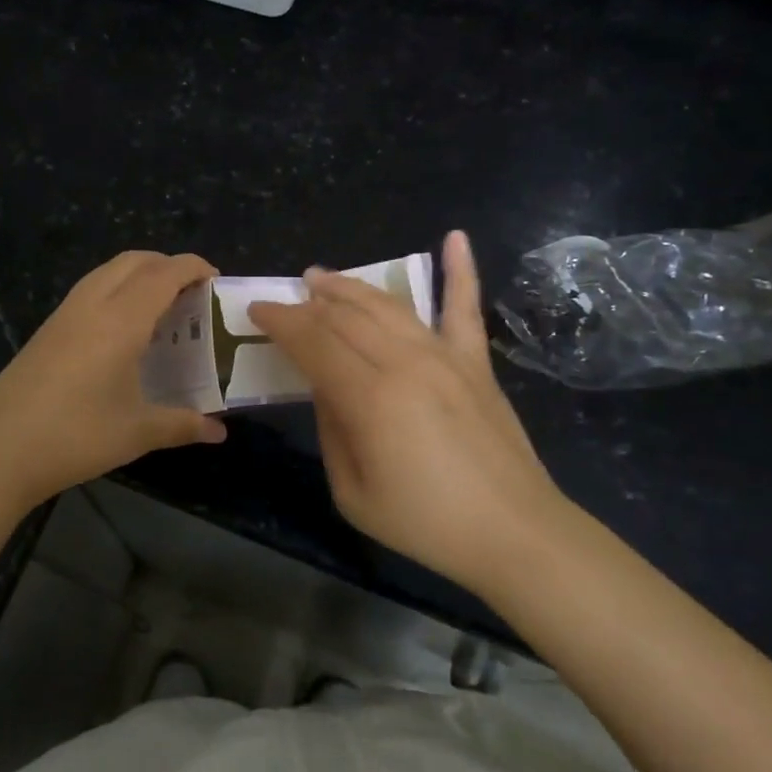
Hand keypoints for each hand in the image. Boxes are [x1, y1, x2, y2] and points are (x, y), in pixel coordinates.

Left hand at [0, 251, 227, 509]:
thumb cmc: (76, 437)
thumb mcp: (137, 432)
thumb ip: (183, 424)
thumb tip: (220, 432)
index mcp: (120, 320)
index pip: (163, 274)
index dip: (193, 267)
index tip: (216, 278)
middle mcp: (92, 305)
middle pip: (134, 261)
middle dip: (166, 264)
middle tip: (191, 291)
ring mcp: (64, 314)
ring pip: (107, 272)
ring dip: (138, 274)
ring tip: (160, 306)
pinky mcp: (46, 330)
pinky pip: (89, 290)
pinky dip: (115, 290)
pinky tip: (121, 329)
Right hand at [248, 231, 567, 585]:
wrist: (514, 533)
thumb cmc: (426, 523)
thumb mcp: (352, 491)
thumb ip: (332, 429)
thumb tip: (325, 386)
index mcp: (369, 398)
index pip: (313, 342)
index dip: (281, 322)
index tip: (257, 311)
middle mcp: (404, 363)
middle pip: (345, 317)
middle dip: (309, 303)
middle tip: (288, 296)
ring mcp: (445, 357)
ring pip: (388, 305)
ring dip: (352, 286)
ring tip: (325, 276)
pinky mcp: (476, 362)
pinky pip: (464, 307)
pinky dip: (461, 270)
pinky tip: (454, 238)